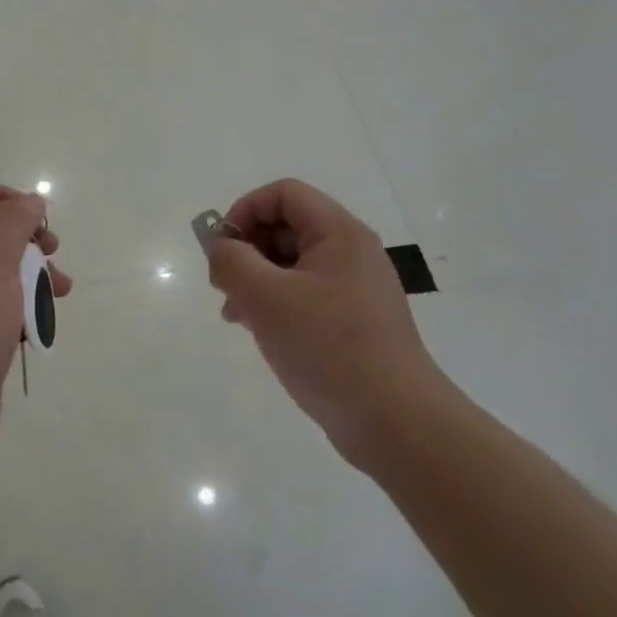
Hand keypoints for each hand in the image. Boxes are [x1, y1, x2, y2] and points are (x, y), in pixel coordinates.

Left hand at [0, 183, 70, 457]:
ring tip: (61, 288)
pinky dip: (25, 304)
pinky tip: (45, 318)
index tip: (37, 216)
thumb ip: (13, 223)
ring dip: (33, 272)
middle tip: (53, 250)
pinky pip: (0, 303)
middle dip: (26, 238)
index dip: (4, 198)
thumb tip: (31, 201)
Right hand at [207, 179, 445, 465]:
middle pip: (287, 227)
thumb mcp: (267, 298)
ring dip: (256, 279)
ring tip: (234, 314)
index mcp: (339, 233)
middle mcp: (351, 252)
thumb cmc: (329, 348)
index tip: (223, 250)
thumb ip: (232, 261)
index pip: (284, 194)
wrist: (396, 422)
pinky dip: (276, 303)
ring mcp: (355, 288)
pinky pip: (305, 295)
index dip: (245, 211)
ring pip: (292, 264)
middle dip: (247, 249)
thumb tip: (220, 248)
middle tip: (223, 285)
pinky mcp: (353, 321)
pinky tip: (260, 333)